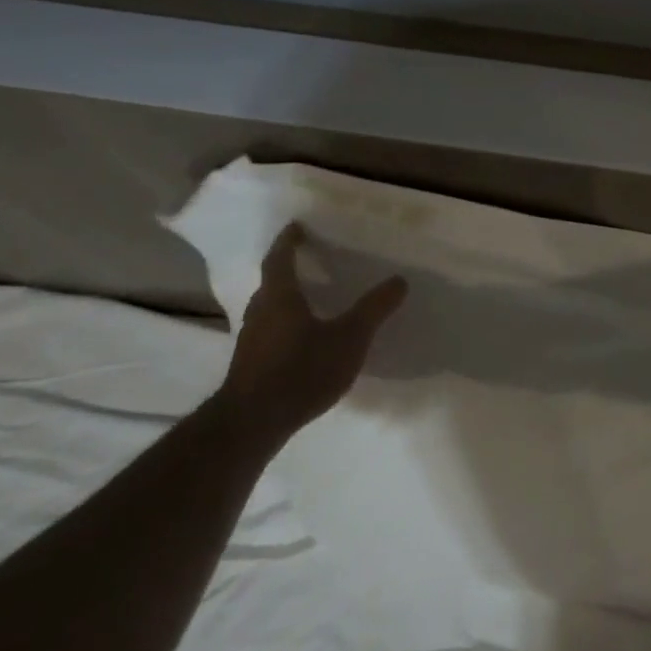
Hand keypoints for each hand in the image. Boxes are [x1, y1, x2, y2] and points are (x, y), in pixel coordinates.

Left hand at [210, 224, 406, 450]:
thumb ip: (374, 308)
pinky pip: (270, 331)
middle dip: (287, 269)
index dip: (289, 242)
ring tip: (310, 297)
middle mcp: (260, 312)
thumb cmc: (302, 369)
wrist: (254, 422)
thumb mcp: (350, 337)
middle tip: (309, 260)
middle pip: (271, 283)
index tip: (297, 227)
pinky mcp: (251, 364)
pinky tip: (303, 337)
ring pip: (269, 309)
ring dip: (286, 298)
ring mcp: (252, 340)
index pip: (280, 259)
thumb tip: (399, 280)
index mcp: (280, 297)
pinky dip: (285, 324)